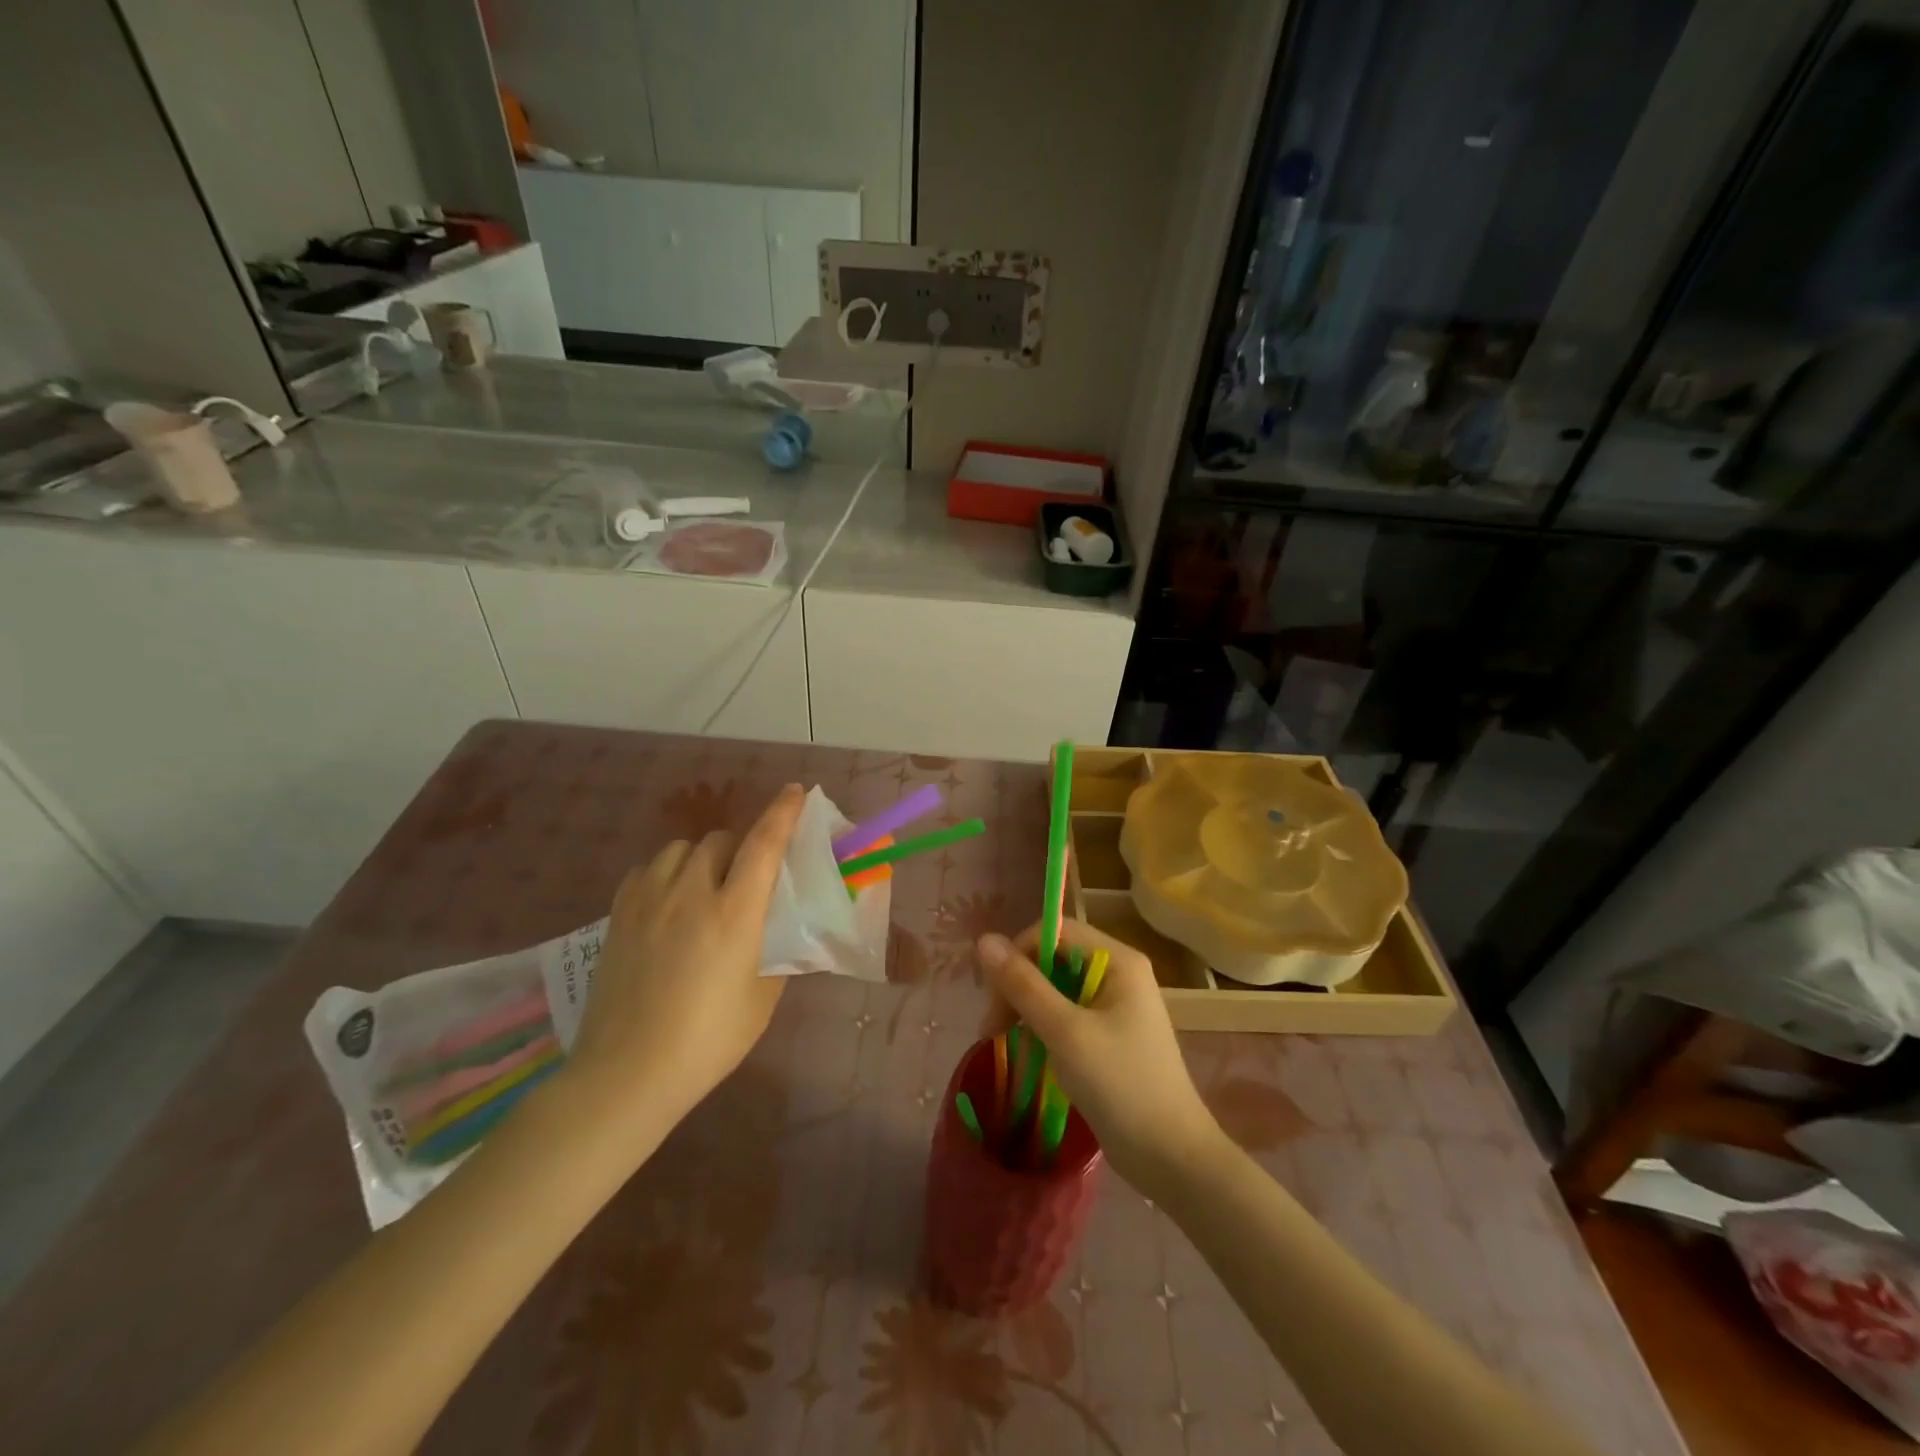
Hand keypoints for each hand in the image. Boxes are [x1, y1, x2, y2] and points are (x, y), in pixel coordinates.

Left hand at [566, 784, 804, 1132]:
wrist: (628, 1072)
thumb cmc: (709, 1039)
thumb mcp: (763, 997)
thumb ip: (776, 950)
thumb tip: (781, 926)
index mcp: (735, 913)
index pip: (764, 844)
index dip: (783, 812)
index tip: (796, 791)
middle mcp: (692, 893)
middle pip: (721, 840)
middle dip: (742, 846)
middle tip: (749, 875)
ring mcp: (648, 900)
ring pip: (681, 849)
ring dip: (702, 856)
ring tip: (705, 884)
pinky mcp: (618, 914)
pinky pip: (647, 870)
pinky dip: (666, 873)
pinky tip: (668, 900)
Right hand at [978, 919, 1219, 1196]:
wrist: (1170, 1156)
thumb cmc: (1120, 1085)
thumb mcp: (1065, 1032)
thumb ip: (1023, 984)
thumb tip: (984, 940)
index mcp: (1117, 960)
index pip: (1054, 933)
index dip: (1018, 955)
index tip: (994, 998)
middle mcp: (1118, 973)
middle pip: (1053, 959)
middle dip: (1019, 987)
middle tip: (992, 1029)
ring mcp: (1115, 1004)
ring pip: (1056, 989)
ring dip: (1027, 1011)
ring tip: (1006, 1044)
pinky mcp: (1110, 1034)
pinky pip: (1067, 1014)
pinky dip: (1044, 1029)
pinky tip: (1033, 1055)